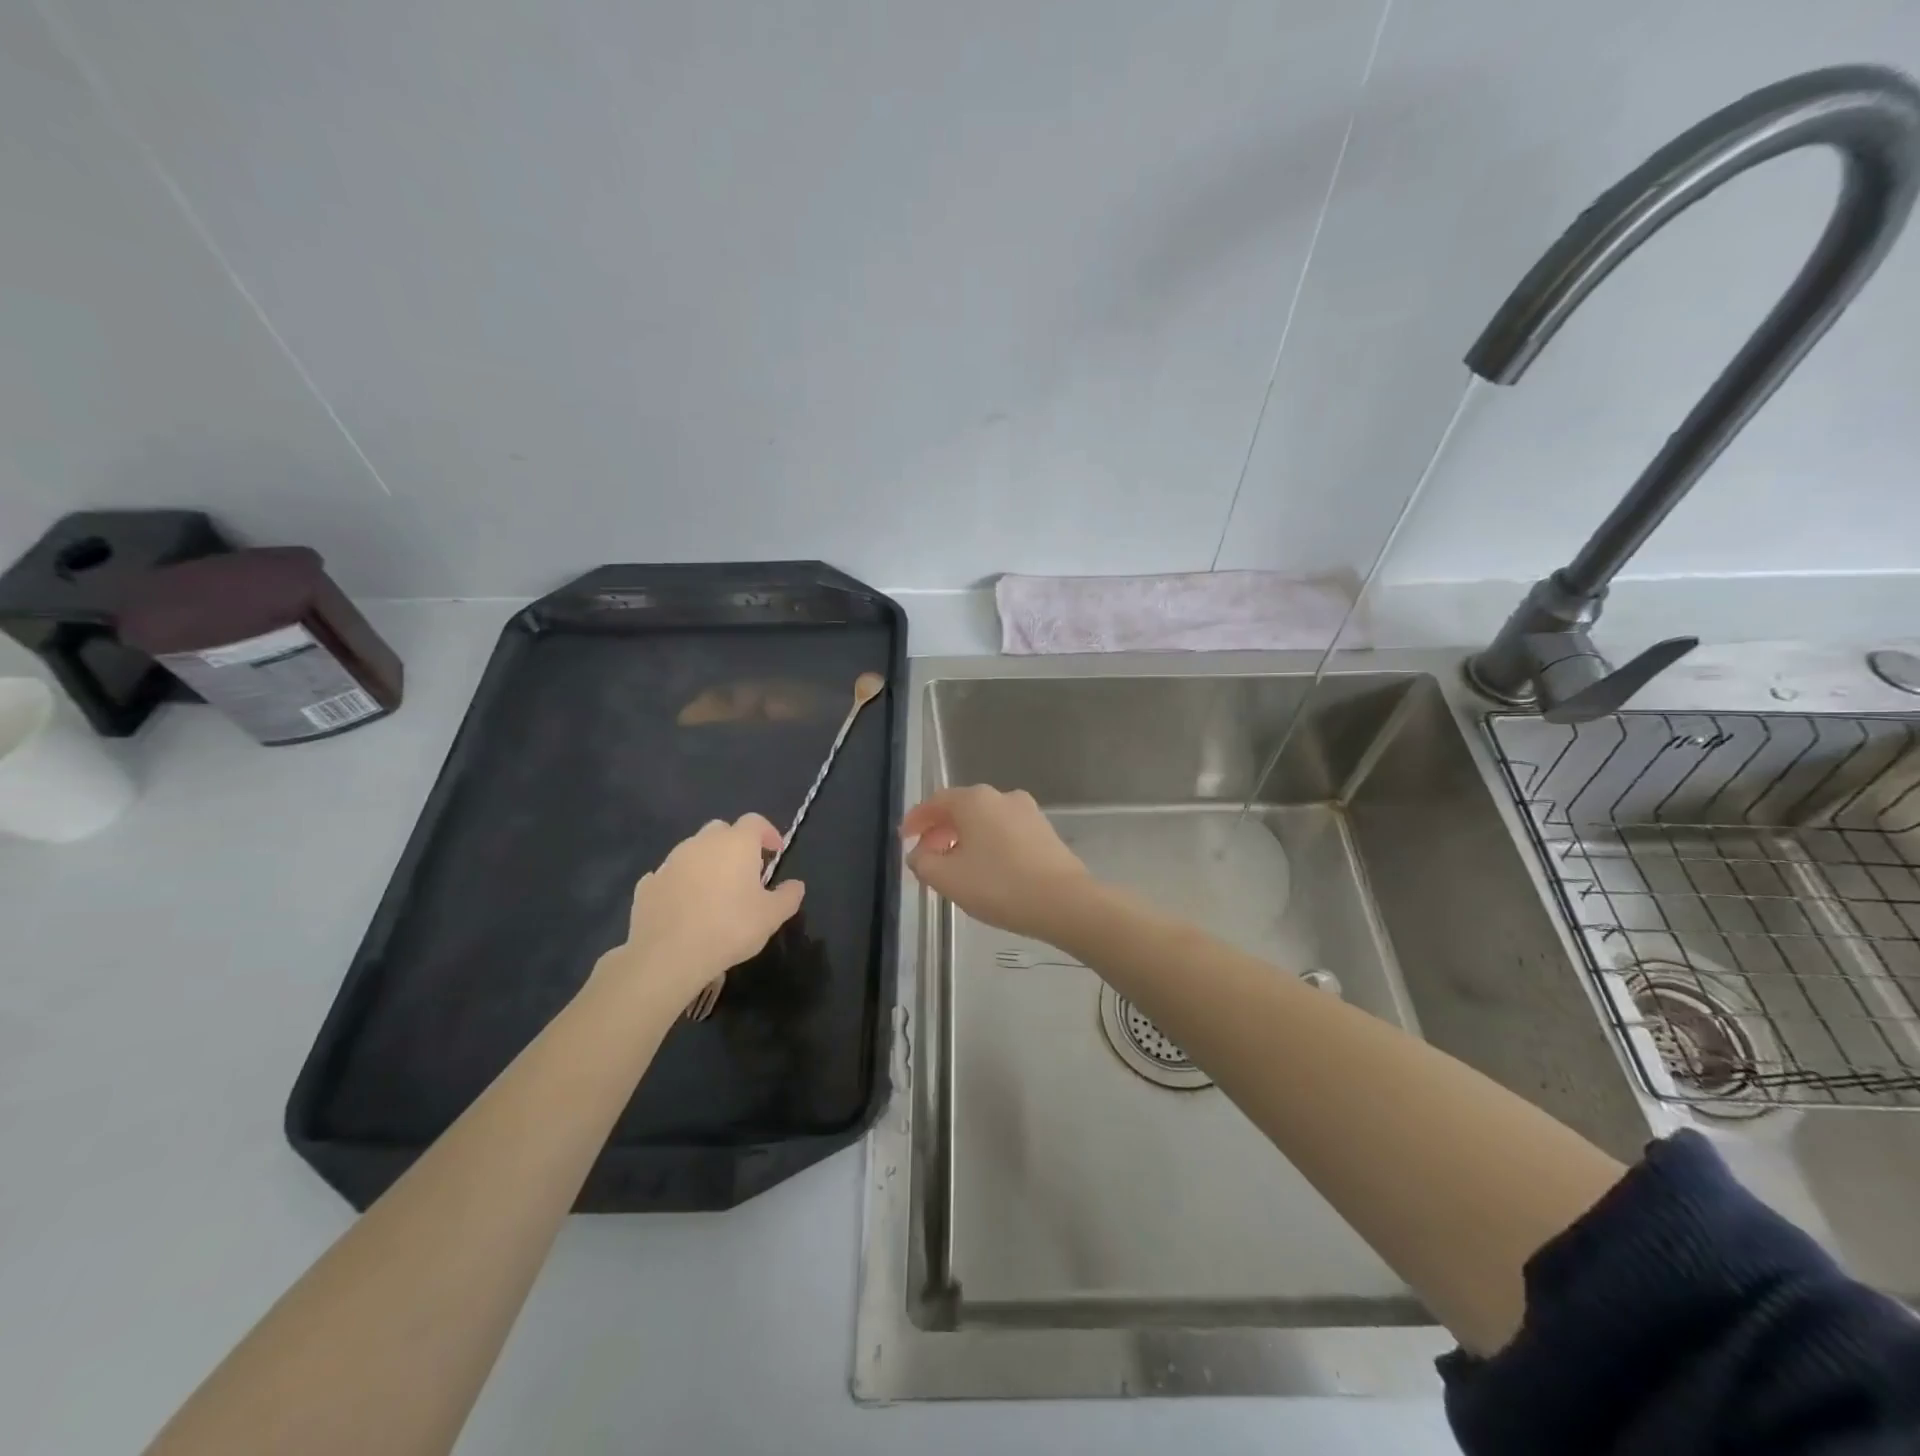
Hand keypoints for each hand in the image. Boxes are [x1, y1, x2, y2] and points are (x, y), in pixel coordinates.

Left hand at [595, 815, 805, 1005]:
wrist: (667, 955)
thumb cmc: (729, 928)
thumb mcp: (772, 916)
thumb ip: (788, 896)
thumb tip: (796, 885)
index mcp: (735, 843)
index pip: (755, 822)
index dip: (768, 833)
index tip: (775, 852)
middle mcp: (701, 843)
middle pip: (721, 830)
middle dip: (735, 844)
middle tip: (745, 872)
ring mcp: (670, 862)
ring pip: (693, 851)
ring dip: (706, 863)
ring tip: (714, 892)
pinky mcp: (647, 884)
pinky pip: (669, 875)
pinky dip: (680, 883)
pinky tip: (685, 906)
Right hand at [901, 785, 1092, 939]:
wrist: (1064, 901)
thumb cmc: (999, 885)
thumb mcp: (947, 879)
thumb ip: (923, 862)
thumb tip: (919, 853)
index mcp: (975, 800)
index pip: (936, 802)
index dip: (916, 820)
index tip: (904, 838)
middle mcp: (1002, 796)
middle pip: (961, 809)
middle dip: (940, 831)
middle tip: (927, 857)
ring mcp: (1028, 812)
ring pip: (985, 821)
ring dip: (965, 839)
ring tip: (955, 867)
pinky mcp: (1045, 832)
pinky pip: (1005, 832)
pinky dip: (988, 845)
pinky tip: (986, 870)